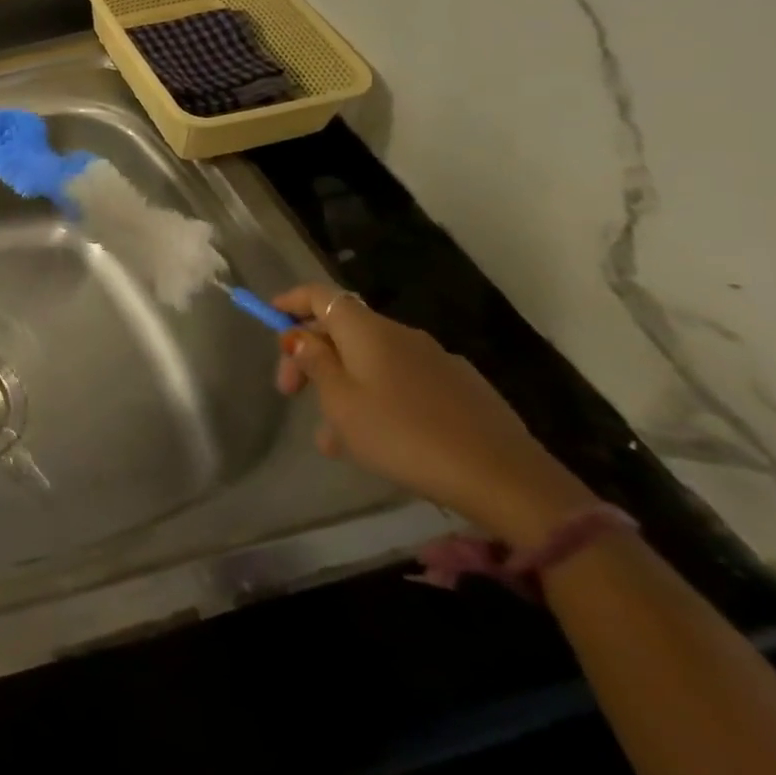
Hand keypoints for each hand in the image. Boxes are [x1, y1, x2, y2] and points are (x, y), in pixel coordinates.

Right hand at [272, 285, 596, 545]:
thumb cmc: (404, 435)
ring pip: (370, 363)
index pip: (319, 294)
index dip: (290, 301)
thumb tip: (301, 336)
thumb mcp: (341, 403)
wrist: (506, 480)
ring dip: (342, 387)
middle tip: (290, 393)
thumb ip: (315, 364)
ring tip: (331, 439)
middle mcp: (401, 335)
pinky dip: (376, 399)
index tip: (269, 317)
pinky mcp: (462, 390)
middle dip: (310, 356)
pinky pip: (401, 382)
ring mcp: (436, 361)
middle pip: (342, 330)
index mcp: (368, 330)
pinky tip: (376, 442)